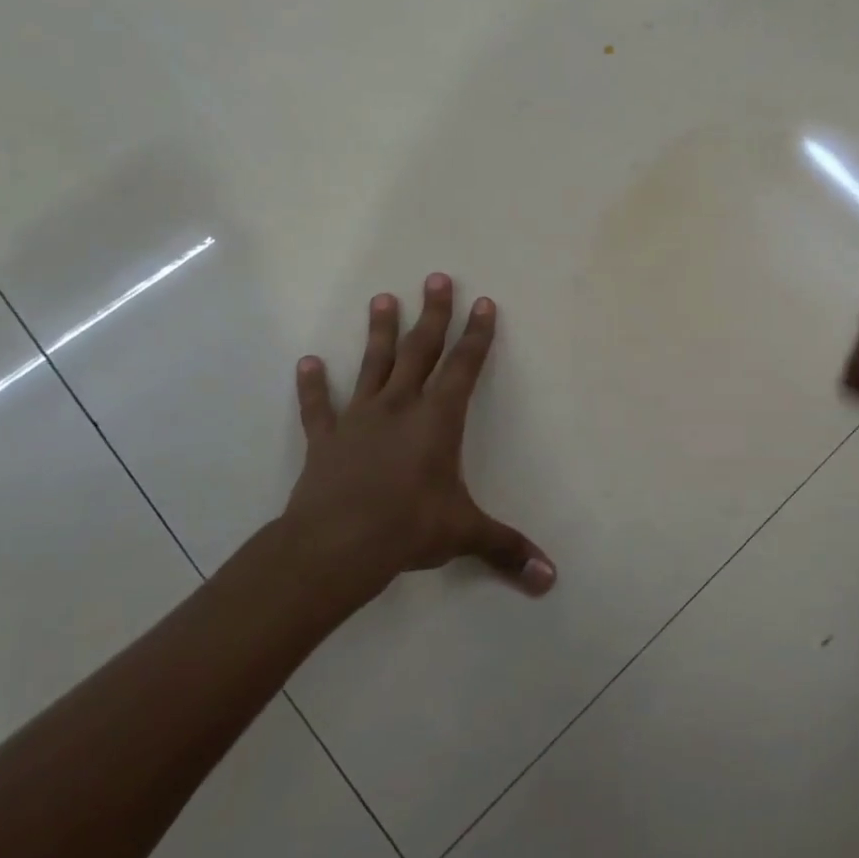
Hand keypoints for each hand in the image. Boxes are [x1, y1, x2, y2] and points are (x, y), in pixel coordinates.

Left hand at [284, 274, 556, 596]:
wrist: (335, 546)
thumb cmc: (408, 528)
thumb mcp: (464, 535)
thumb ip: (507, 549)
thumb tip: (551, 579)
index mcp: (438, 420)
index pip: (464, 367)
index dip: (477, 335)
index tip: (484, 303)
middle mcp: (400, 407)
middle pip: (420, 351)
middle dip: (433, 315)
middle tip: (437, 278)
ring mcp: (360, 419)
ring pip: (373, 365)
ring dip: (379, 332)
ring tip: (381, 298)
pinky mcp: (326, 440)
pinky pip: (319, 407)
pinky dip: (313, 386)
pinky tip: (308, 363)